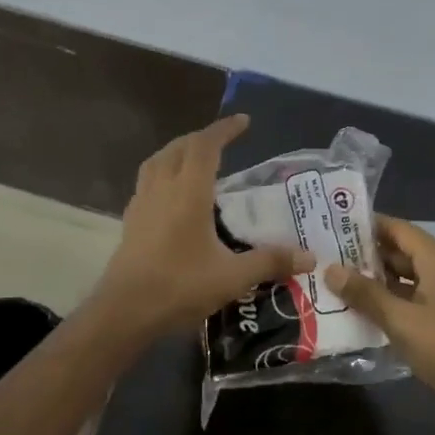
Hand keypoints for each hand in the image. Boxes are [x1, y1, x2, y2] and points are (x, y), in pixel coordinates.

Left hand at [91, 115, 312, 338]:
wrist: (125, 312)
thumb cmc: (179, 287)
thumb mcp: (233, 277)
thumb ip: (270, 262)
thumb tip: (310, 257)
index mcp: (188, 192)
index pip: (205, 145)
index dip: (224, 129)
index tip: (244, 121)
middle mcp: (162, 188)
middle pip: (179, 147)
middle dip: (203, 138)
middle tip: (224, 141)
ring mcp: (142, 203)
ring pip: (157, 161)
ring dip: (178, 152)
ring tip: (196, 160)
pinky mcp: (131, 221)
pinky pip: (147, 182)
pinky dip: (163, 174)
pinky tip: (173, 195)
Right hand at [325, 216, 434, 429]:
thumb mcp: (400, 319)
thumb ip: (365, 293)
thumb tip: (330, 269)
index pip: (398, 228)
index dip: (367, 225)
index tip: (333, 225)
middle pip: (400, 251)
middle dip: (365, 254)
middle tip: (326, 255)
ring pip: (403, 278)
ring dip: (373, 280)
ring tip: (334, 281)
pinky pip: (409, 300)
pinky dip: (386, 301)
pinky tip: (358, 310)